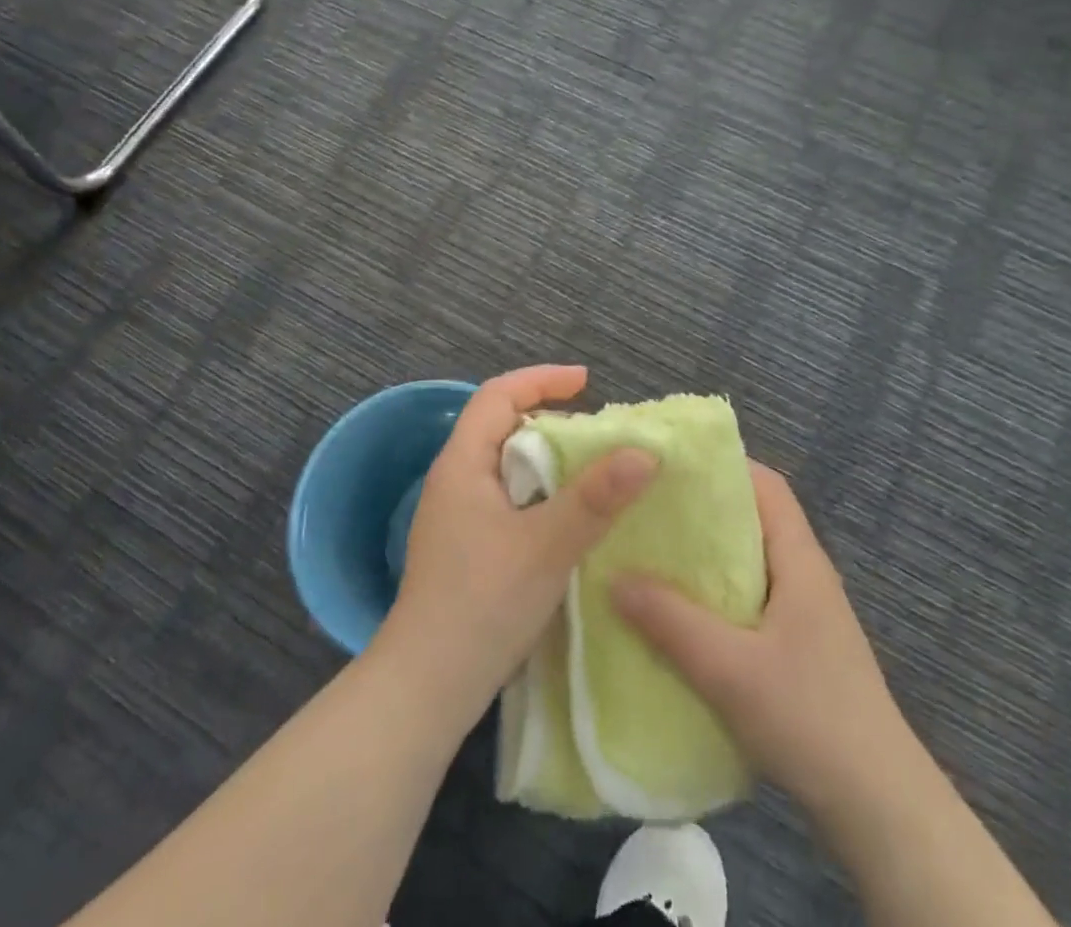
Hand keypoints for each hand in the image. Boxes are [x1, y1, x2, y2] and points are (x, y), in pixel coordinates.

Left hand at [379, 365, 655, 726]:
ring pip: (507, 468)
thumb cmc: (482, 604)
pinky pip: (508, 500)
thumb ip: (596, 498)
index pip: (498, 396)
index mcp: (462, 464)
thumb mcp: (546, 546)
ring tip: (592, 474)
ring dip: (548, 462)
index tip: (586, 383)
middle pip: (501, 428)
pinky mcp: (466, 548)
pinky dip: (541, 495)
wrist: (426, 689)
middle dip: (550, 421)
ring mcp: (456, 517)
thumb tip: (645, 452)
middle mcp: (455, 481)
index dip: (541, 380)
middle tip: (598, 436)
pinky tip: (568, 521)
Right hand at [612, 463, 910, 818]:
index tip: (672, 466)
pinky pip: (751, 600)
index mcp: (801, 560)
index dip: (724, 467)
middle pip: (754, 520)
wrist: (879, 807)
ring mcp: (805, 613)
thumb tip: (613, 577)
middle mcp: (806, 575)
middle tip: (649, 508)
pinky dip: (717, 595)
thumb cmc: (810, 717)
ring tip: (653, 554)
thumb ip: (671, 621)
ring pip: (750, 563)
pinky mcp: (799, 648)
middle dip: (704, 510)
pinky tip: (681, 614)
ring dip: (707, 556)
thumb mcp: (730, 669)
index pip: (767, 486)